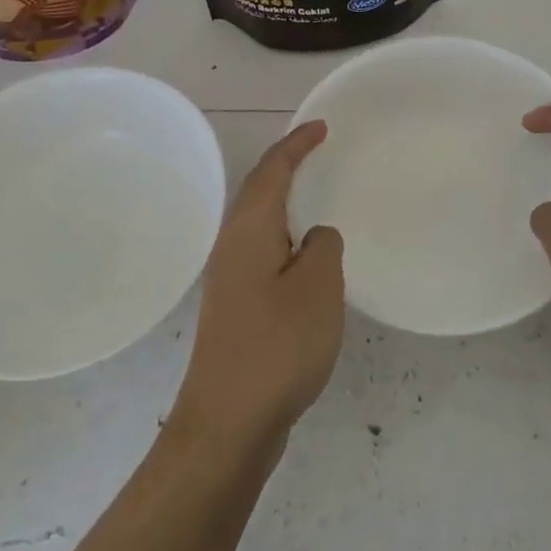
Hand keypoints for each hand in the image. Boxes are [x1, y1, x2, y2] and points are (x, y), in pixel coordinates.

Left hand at [171, 121, 344, 451]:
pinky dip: (287, 241)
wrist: (228, 422)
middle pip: (260, 192)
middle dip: (287, 168)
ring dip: (286, 205)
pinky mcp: (237, 309)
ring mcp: (231, 280)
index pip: (272, 171)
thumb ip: (322, 248)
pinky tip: (308, 261)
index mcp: (250, 231)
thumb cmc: (277, 346)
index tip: (321, 127)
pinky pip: (266, 255)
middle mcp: (233, 247)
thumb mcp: (317, 287)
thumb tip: (314, 237)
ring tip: (317, 199)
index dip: (296, 145)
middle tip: (320, 154)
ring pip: (261, 225)